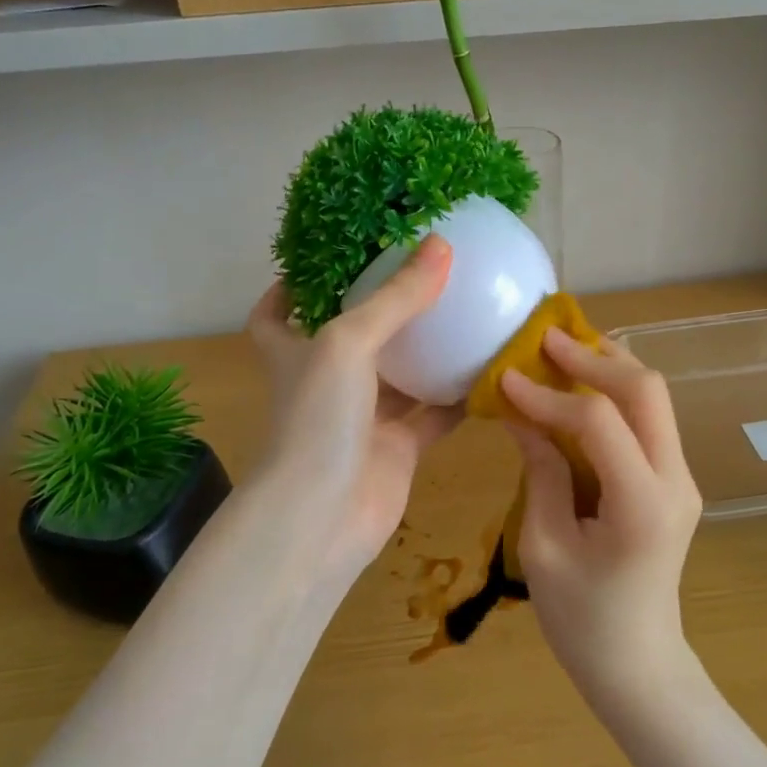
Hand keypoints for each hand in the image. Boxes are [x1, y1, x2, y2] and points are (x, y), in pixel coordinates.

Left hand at [246, 235, 460, 583]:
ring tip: (466, 311)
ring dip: (428, 352)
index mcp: (295, 352)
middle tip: (422, 274)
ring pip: (400, 376)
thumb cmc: (318, 420)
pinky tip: (490, 371)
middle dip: (380, 310)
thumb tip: (440, 245)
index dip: (292, 288)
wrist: (323, 520)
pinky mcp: (397, 449)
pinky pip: (433, 415)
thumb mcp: (348, 344)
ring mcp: (363, 418)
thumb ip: (395, 298)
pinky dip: (458, 397)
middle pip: (350, 338)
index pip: (276, 315)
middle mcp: (327, 382)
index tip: (322, 262)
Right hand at [500, 329, 703, 699]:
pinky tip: (581, 385)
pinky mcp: (672, 480)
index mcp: (643, 505)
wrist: (638, 664)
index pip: (599, 422)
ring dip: (608, 366)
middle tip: (545, 340)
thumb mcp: (544, 547)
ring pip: (654, 397)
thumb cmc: (582, 620)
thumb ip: (539, 472)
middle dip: (594, 358)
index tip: (507, 379)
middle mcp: (675, 480)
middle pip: (646, 391)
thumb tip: (521, 413)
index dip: (550, 396)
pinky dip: (614, 393)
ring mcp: (681, 478)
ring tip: (561, 349)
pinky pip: (648, 420)